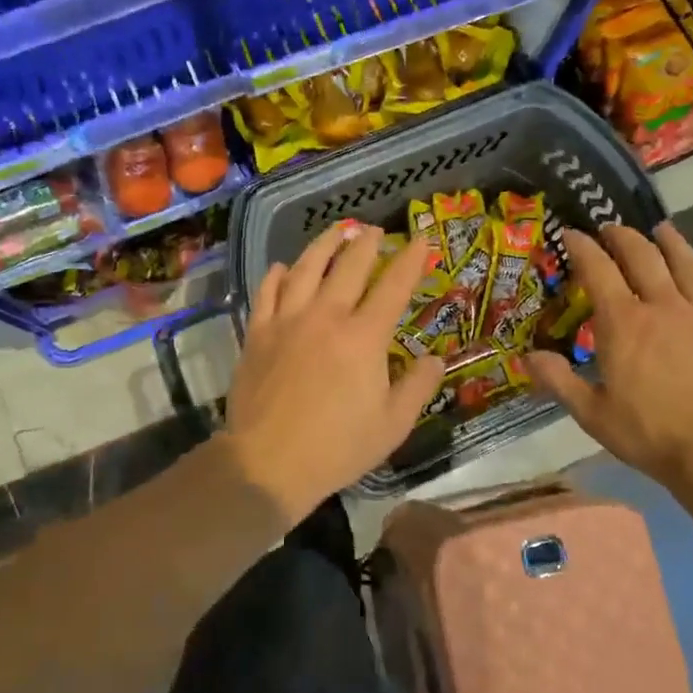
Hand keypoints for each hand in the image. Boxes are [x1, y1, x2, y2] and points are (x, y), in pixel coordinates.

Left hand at [222, 223, 445, 519]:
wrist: (268, 462)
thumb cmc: (337, 447)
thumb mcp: (392, 425)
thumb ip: (417, 386)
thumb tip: (434, 358)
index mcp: (364, 337)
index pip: (393, 286)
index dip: (410, 259)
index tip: (420, 239)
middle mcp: (326, 316)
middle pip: (350, 266)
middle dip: (367, 242)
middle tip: (376, 229)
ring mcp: (287, 321)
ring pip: (306, 267)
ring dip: (324, 245)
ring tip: (336, 231)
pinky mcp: (258, 333)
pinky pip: (267, 292)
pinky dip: (277, 274)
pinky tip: (282, 267)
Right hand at [524, 224, 692, 500]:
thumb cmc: (651, 433)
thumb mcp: (593, 414)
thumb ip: (559, 382)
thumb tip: (528, 357)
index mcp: (623, 322)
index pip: (598, 270)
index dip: (582, 247)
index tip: (571, 234)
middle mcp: (662, 305)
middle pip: (642, 255)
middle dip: (622, 236)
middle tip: (611, 228)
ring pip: (685, 261)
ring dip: (669, 241)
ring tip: (660, 230)